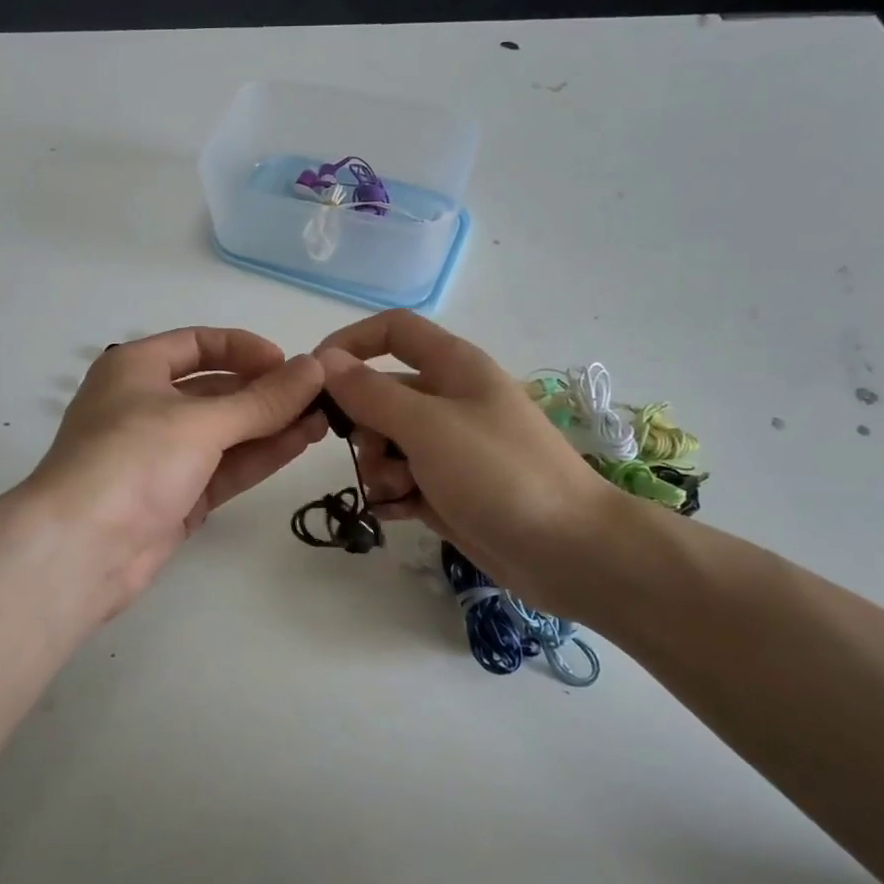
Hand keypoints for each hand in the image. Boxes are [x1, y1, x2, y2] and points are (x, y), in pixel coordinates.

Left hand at [25, 328, 326, 622]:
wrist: (81, 549)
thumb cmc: (132, 459)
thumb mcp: (200, 422)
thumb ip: (262, 399)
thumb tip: (315, 367)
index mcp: (136, 368)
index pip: (198, 344)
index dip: (245, 349)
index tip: (289, 363)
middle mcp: (147, 406)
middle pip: (216, 389)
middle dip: (266, 392)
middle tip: (319, 395)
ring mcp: (162, 455)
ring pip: (225, 432)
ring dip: (271, 424)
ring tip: (323, 419)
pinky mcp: (176, 497)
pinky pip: (224, 467)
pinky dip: (259, 455)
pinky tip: (300, 443)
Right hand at [316, 311, 630, 617]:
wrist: (569, 551)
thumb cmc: (499, 473)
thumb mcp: (428, 426)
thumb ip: (371, 393)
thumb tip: (325, 360)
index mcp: (453, 368)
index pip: (392, 332)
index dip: (350, 343)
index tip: (314, 378)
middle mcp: (449, 401)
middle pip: (380, 394)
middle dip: (363, 426)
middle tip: (373, 455)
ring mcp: (449, 449)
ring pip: (386, 443)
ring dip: (378, 467)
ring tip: (399, 491)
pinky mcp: (449, 490)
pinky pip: (401, 482)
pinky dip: (393, 495)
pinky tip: (398, 513)